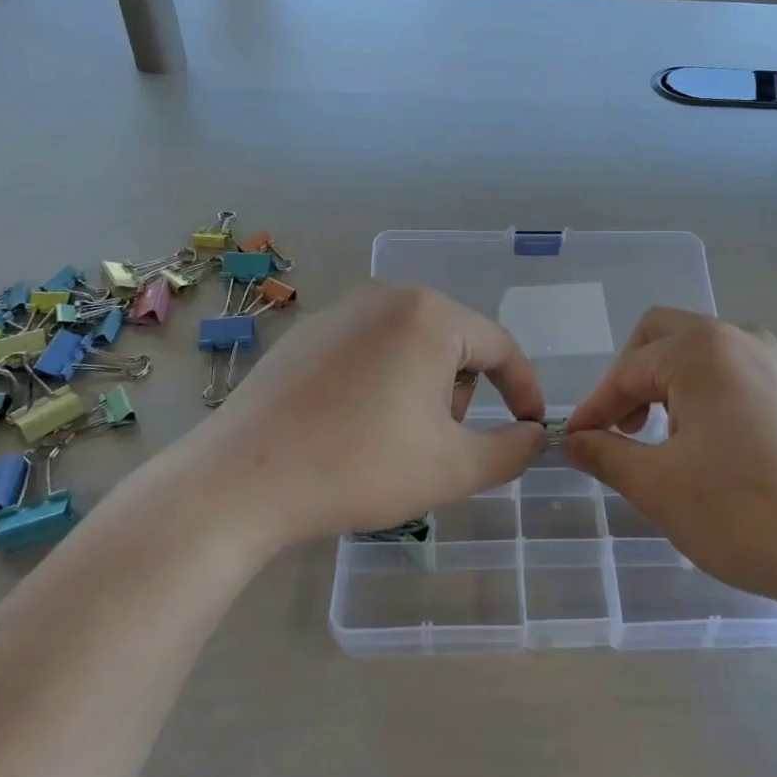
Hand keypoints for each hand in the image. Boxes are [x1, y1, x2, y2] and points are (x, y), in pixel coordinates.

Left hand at [200, 284, 546, 551]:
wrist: (242, 481)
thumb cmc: (360, 466)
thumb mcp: (453, 468)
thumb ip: (512, 450)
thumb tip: (534, 435)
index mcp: (430, 315)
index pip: (500, 346)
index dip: (524, 390)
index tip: (532, 428)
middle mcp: (388, 296)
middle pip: (454, 343)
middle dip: (460, 393)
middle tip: (438, 444)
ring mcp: (341, 310)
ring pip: (411, 345)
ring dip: (422, 388)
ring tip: (391, 439)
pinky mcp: (307, 332)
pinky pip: (369, 349)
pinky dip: (381, 382)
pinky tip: (351, 425)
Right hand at [564, 309, 776, 650]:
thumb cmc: (748, 514)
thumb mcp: (661, 488)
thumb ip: (607, 455)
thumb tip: (573, 440)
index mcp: (702, 351)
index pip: (628, 369)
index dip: (595, 406)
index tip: (575, 442)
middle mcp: (740, 338)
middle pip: (663, 337)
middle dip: (632, 379)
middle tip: (623, 429)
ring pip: (701, 353)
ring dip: (669, 385)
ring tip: (668, 441)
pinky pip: (736, 373)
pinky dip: (707, 394)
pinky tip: (715, 445)